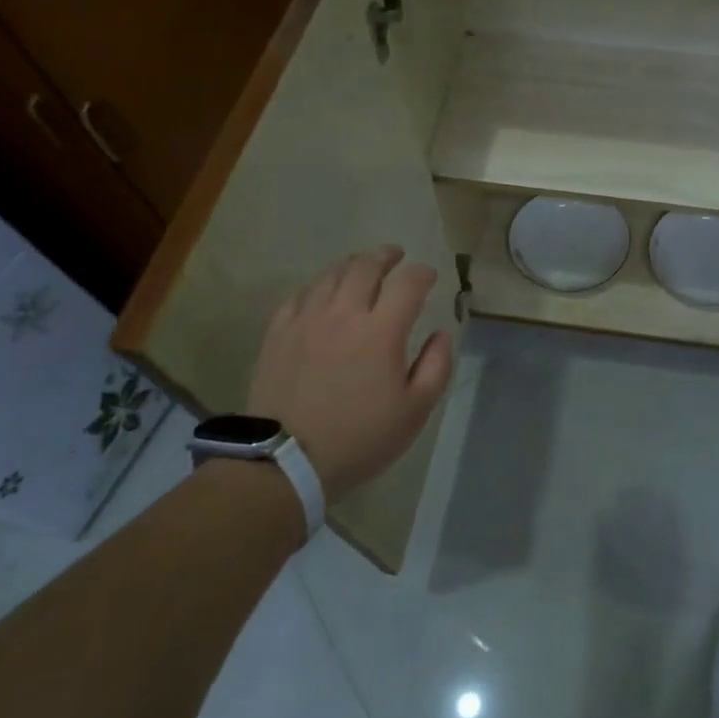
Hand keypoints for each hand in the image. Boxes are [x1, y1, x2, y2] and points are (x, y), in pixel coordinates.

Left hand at [247, 246, 453, 501]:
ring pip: (331, 274)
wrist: (286, 461)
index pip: (408, 283)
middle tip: (396, 256)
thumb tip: (440, 333)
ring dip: (353, 264)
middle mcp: (344, 314)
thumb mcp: (415, 411)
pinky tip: (323, 291)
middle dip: (386, 256)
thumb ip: (435, 366)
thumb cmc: (360, 438)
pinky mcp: (278, 332)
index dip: (422, 273)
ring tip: (362, 266)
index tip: (429, 276)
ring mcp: (306, 320)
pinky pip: (299, 294)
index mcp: (381, 331)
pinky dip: (318, 285)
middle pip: (366, 266)